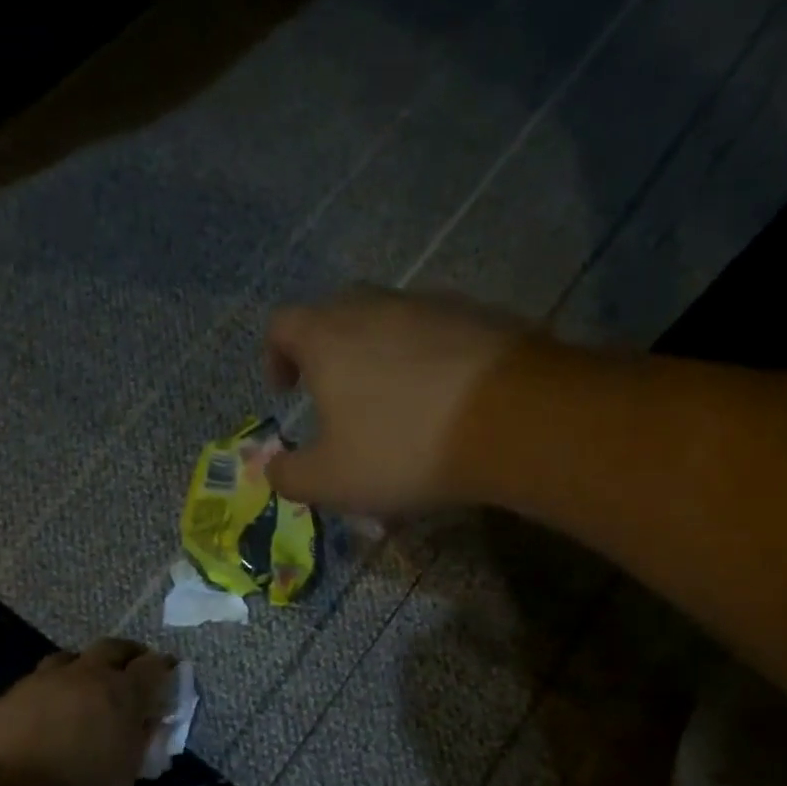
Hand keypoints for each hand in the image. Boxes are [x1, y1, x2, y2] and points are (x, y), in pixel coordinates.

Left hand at [0, 639, 174, 785]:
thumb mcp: (128, 774)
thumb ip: (140, 739)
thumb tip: (147, 721)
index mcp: (122, 693)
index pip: (153, 665)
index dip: (163, 667)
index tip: (167, 674)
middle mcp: (85, 675)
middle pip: (112, 647)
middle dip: (125, 655)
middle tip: (129, 671)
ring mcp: (44, 681)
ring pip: (70, 658)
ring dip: (83, 668)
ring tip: (84, 688)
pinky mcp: (11, 695)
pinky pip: (37, 682)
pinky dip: (50, 691)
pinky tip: (47, 712)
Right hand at [263, 286, 520, 514]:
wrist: (512, 419)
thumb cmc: (402, 448)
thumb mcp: (331, 480)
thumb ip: (290, 476)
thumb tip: (274, 469)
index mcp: (327, 336)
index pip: (282, 324)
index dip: (275, 356)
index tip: (286, 390)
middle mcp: (375, 306)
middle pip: (337, 314)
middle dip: (328, 352)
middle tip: (337, 396)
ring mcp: (432, 304)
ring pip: (391, 322)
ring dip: (381, 356)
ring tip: (395, 405)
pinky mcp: (481, 315)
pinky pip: (438, 333)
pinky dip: (428, 360)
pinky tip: (444, 401)